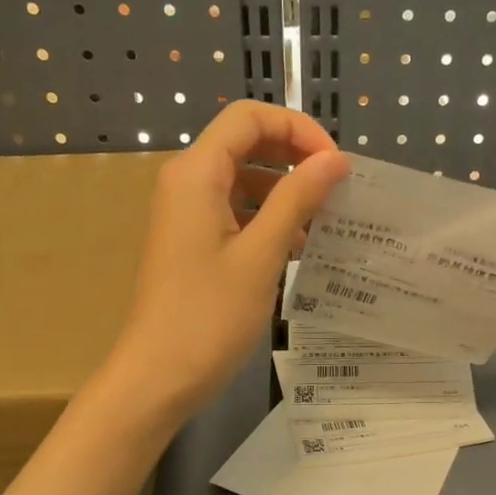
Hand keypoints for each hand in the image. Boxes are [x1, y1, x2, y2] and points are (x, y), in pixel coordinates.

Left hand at [110, 101, 346, 418]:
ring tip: (325, 222)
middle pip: (246, 143)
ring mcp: (188, 213)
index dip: (298, 129)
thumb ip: (297, 200)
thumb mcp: (261, 255)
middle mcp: (187, 182)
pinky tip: (299, 248)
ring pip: (244, 178)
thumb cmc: (209, 315)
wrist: (159, 376)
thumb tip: (335, 160)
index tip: (335, 166)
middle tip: (337, 189)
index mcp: (197, 173)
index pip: (250, 118)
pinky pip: (236, 211)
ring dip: (286, 191)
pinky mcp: (193, 241)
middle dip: (295, 157)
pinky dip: (269, 218)